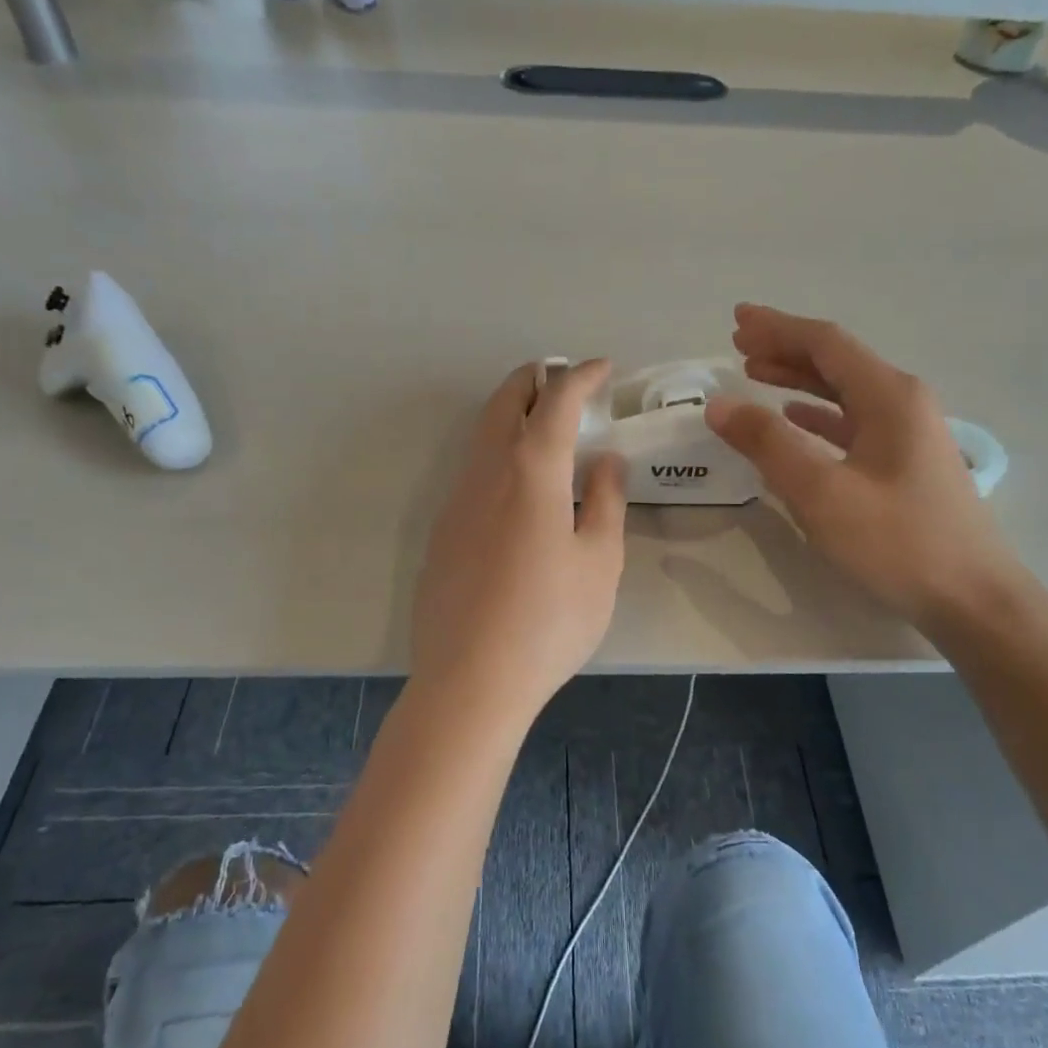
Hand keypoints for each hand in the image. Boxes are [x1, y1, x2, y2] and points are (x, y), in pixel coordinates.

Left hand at [411, 359, 627, 715]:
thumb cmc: (550, 619)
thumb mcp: (599, 561)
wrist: (471, 679)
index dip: (581, 375)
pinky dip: (498, 452)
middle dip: (536, 379)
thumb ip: (606, 501)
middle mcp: (486, 471)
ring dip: (512, 414)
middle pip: (505, 401)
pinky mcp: (441, 531)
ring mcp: (455, 500)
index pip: (556, 399)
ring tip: (544, 426)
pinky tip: (517, 487)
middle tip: (564, 380)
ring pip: (482, 434)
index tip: (603, 368)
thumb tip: (607, 460)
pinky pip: (472, 470)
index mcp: (531, 469)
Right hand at [705, 304, 1021, 628]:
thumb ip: (767, 443)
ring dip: (799, 378)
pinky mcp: (906, 462)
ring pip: (844, 390)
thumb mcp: (821, 492)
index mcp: (888, 395)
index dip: (777, 328)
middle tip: (738, 343)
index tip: (736, 321)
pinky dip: (818, 412)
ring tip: (756, 372)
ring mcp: (909, 432)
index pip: (825, 343)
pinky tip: (796, 418)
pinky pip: (854, 420)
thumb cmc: (897, 541)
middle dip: (785, 347)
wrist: (974, 599)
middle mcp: (903, 402)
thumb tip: (719, 404)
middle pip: (836, 361)